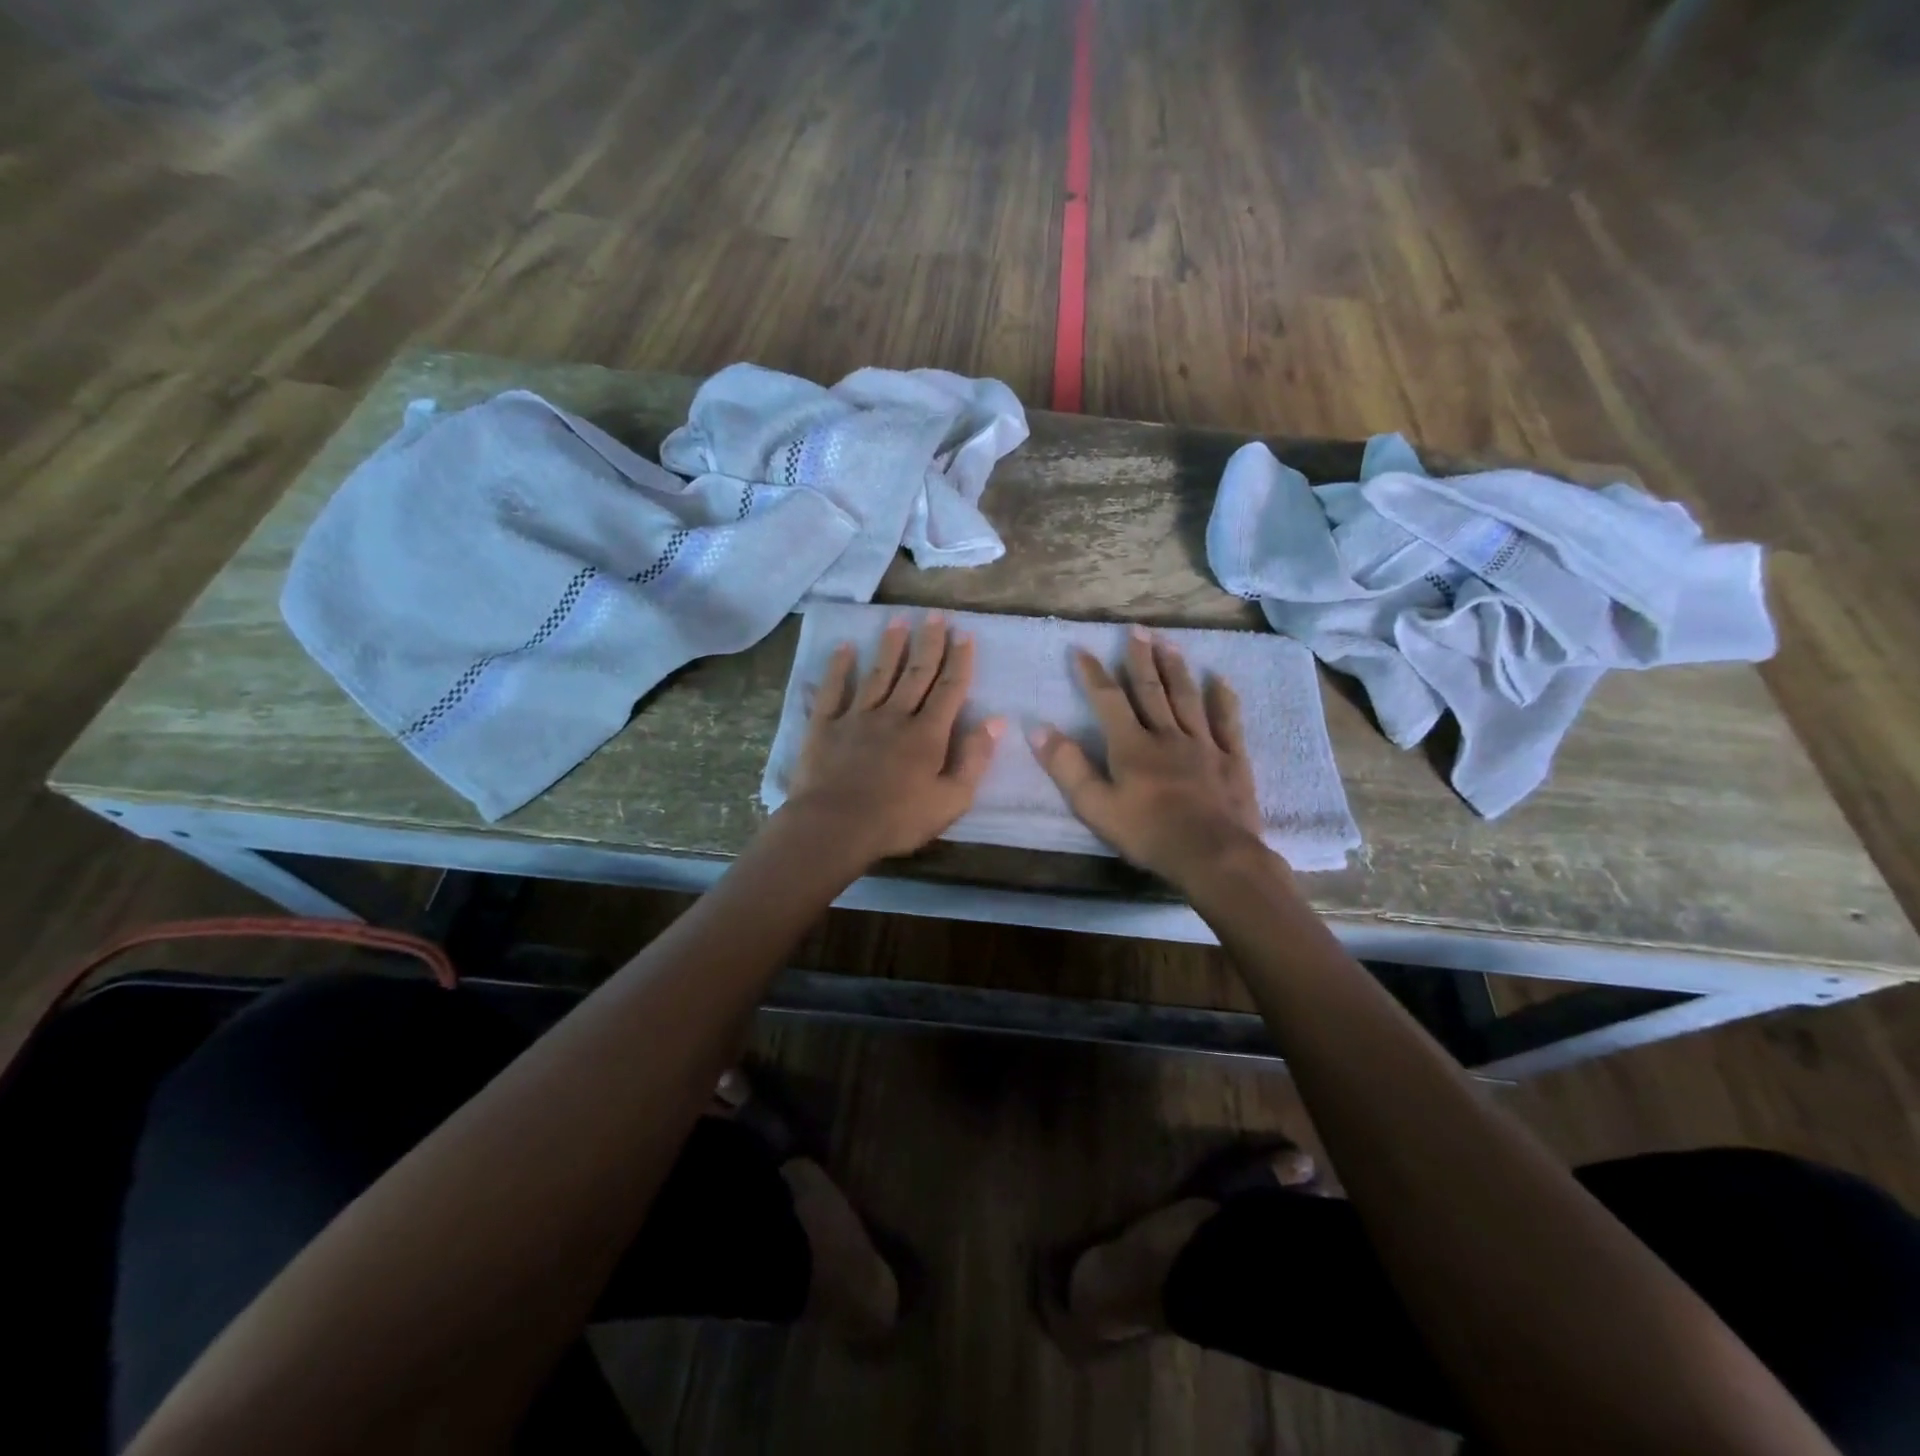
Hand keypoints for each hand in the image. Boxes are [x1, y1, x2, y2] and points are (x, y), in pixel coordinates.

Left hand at [784, 612, 1003, 861]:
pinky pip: (833, 690)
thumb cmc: (898, 820)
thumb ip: (975, 759)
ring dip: (890, 646)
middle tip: (936, 615)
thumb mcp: (951, 800)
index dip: (959, 661)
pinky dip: (838, 668)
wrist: (835, 827)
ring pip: (878, 674)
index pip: (949, 690)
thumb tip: (996, 721)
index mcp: (927, 734)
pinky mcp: (825, 726)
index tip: (965, 634)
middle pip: (916, 673)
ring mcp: (857, 717)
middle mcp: (894, 716)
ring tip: (898, 620)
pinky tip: (844, 648)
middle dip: (929, 643)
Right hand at [1031, 627, 1268, 886]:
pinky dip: (1223, 700)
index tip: (1081, 649)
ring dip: (1176, 669)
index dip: (1093, 673)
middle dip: (1139, 659)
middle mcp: (1167, 735)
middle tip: (1135, 630)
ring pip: (1187, 698)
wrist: (1213, 856)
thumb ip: (1067, 767)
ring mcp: (1204, 744)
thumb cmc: (1148, 834)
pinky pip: (1228, 723)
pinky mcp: (1232, 760)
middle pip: (1151, 690)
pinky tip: (1220, 681)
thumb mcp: (1095, 806)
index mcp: (1132, 746)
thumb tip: (1038, 728)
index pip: (1108, 700)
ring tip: (1169, 643)